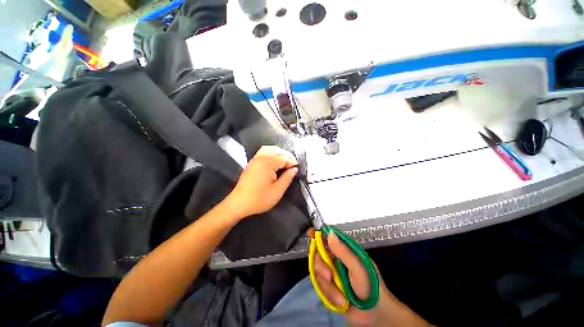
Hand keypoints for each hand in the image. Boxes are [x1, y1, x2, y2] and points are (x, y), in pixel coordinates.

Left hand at [223, 146, 297, 218]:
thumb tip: (294, 169)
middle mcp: (260, 158)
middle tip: (292, 167)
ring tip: (285, 163)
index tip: (297, 170)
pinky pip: (263, 152)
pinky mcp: (251, 163)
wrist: (238, 204)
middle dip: (287, 157)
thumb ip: (287, 178)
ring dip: (279, 154)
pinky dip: (271, 154)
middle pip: (277, 151)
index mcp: (267, 163)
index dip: (292, 163)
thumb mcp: (277, 191)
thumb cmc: (259, 199)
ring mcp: (255, 159)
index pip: (284, 158)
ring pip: (270, 149)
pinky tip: (275, 162)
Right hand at [311, 229, 432, 326]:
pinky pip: (320, 286)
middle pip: (318, 254)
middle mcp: (336, 260)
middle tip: (329, 276)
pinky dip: (329, 295)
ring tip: (340, 295)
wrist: (374, 316)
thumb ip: (343, 251)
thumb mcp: (358, 267)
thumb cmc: (370, 287)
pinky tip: (340, 301)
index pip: (328, 237)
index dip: (318, 234)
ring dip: (328, 285)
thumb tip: (329, 234)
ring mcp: (331, 273)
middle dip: (321, 266)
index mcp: (344, 251)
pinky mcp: (328, 287)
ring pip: (317, 271)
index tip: (310, 233)